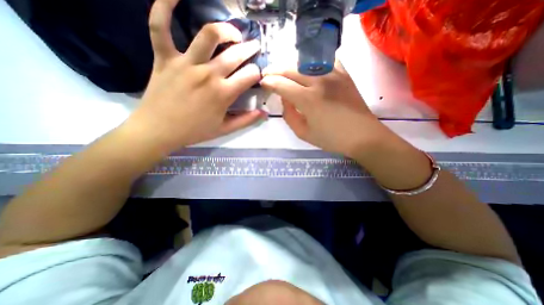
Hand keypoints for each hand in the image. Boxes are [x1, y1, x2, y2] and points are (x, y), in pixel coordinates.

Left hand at [125, 0, 265, 151]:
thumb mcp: (225, 129)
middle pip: (235, 54)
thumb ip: (246, 120)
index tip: (257, 75)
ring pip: (208, 35)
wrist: (159, 130)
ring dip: (225, 29)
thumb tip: (264, 113)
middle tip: (254, 47)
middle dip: (250, 49)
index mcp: (223, 94)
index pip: (250, 75)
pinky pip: (160, 27)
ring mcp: (185, 63)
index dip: (257, 73)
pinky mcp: (164, 58)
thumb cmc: (194, 131)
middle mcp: (208, 75)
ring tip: (233, 33)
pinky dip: (164, 7)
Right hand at [261, 60, 393, 158]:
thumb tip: (285, 99)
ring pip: (305, 62)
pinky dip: (311, 62)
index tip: (262, 82)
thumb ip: (289, 115)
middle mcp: (320, 81)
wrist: (362, 135)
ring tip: (283, 71)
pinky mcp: (344, 73)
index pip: (282, 84)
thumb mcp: (303, 133)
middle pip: (291, 69)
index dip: (269, 82)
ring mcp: (334, 74)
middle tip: (267, 73)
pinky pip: (324, 60)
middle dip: (275, 70)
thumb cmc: (331, 138)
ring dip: (290, 65)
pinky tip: (307, 69)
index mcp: (308, 99)